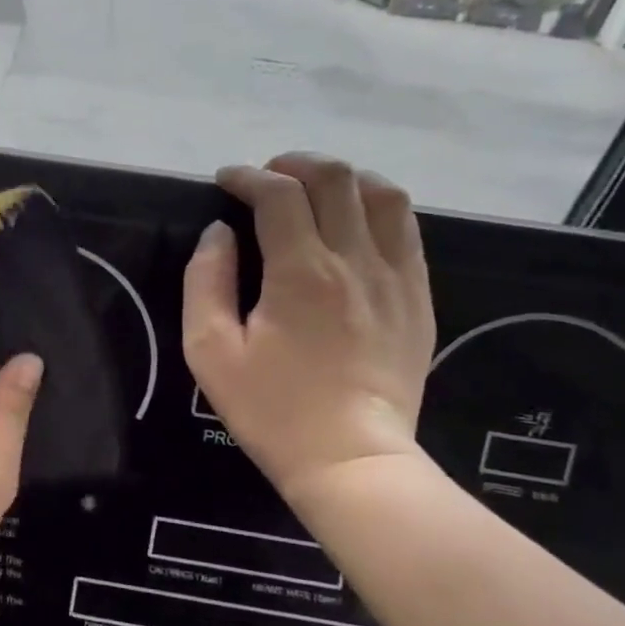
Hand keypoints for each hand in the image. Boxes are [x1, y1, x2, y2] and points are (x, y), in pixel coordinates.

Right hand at [183, 154, 435, 508]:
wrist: (351, 460)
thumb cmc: (272, 409)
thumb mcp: (210, 350)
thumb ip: (206, 280)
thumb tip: (219, 233)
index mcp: (301, 271)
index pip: (278, 194)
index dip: (247, 177)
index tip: (225, 181)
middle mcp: (355, 260)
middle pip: (335, 178)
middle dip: (294, 164)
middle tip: (265, 179)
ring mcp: (396, 277)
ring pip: (382, 193)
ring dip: (342, 178)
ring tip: (313, 191)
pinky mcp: (418, 297)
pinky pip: (406, 229)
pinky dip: (376, 208)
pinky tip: (353, 224)